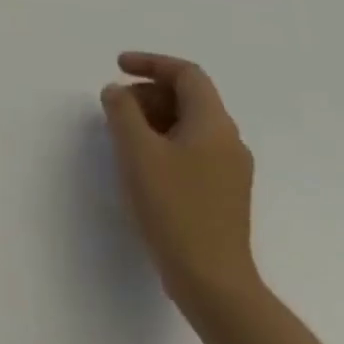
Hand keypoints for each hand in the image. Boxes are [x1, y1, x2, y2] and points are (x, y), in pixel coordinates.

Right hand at [101, 51, 259, 316]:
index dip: (151, 63)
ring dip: (153, 117)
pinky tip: (140, 161)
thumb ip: (122, 110)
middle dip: (148, 92)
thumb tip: (118, 92)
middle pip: (189, 98)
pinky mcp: (221, 193)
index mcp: (214, 125)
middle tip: (114, 107)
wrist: (212, 281)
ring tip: (121, 134)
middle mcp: (229, 142)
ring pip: (189, 124)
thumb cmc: (173, 207)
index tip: (117, 67)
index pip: (187, 74)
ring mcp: (229, 171)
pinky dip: (163, 140)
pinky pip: (191, 148)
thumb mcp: (136, 150)